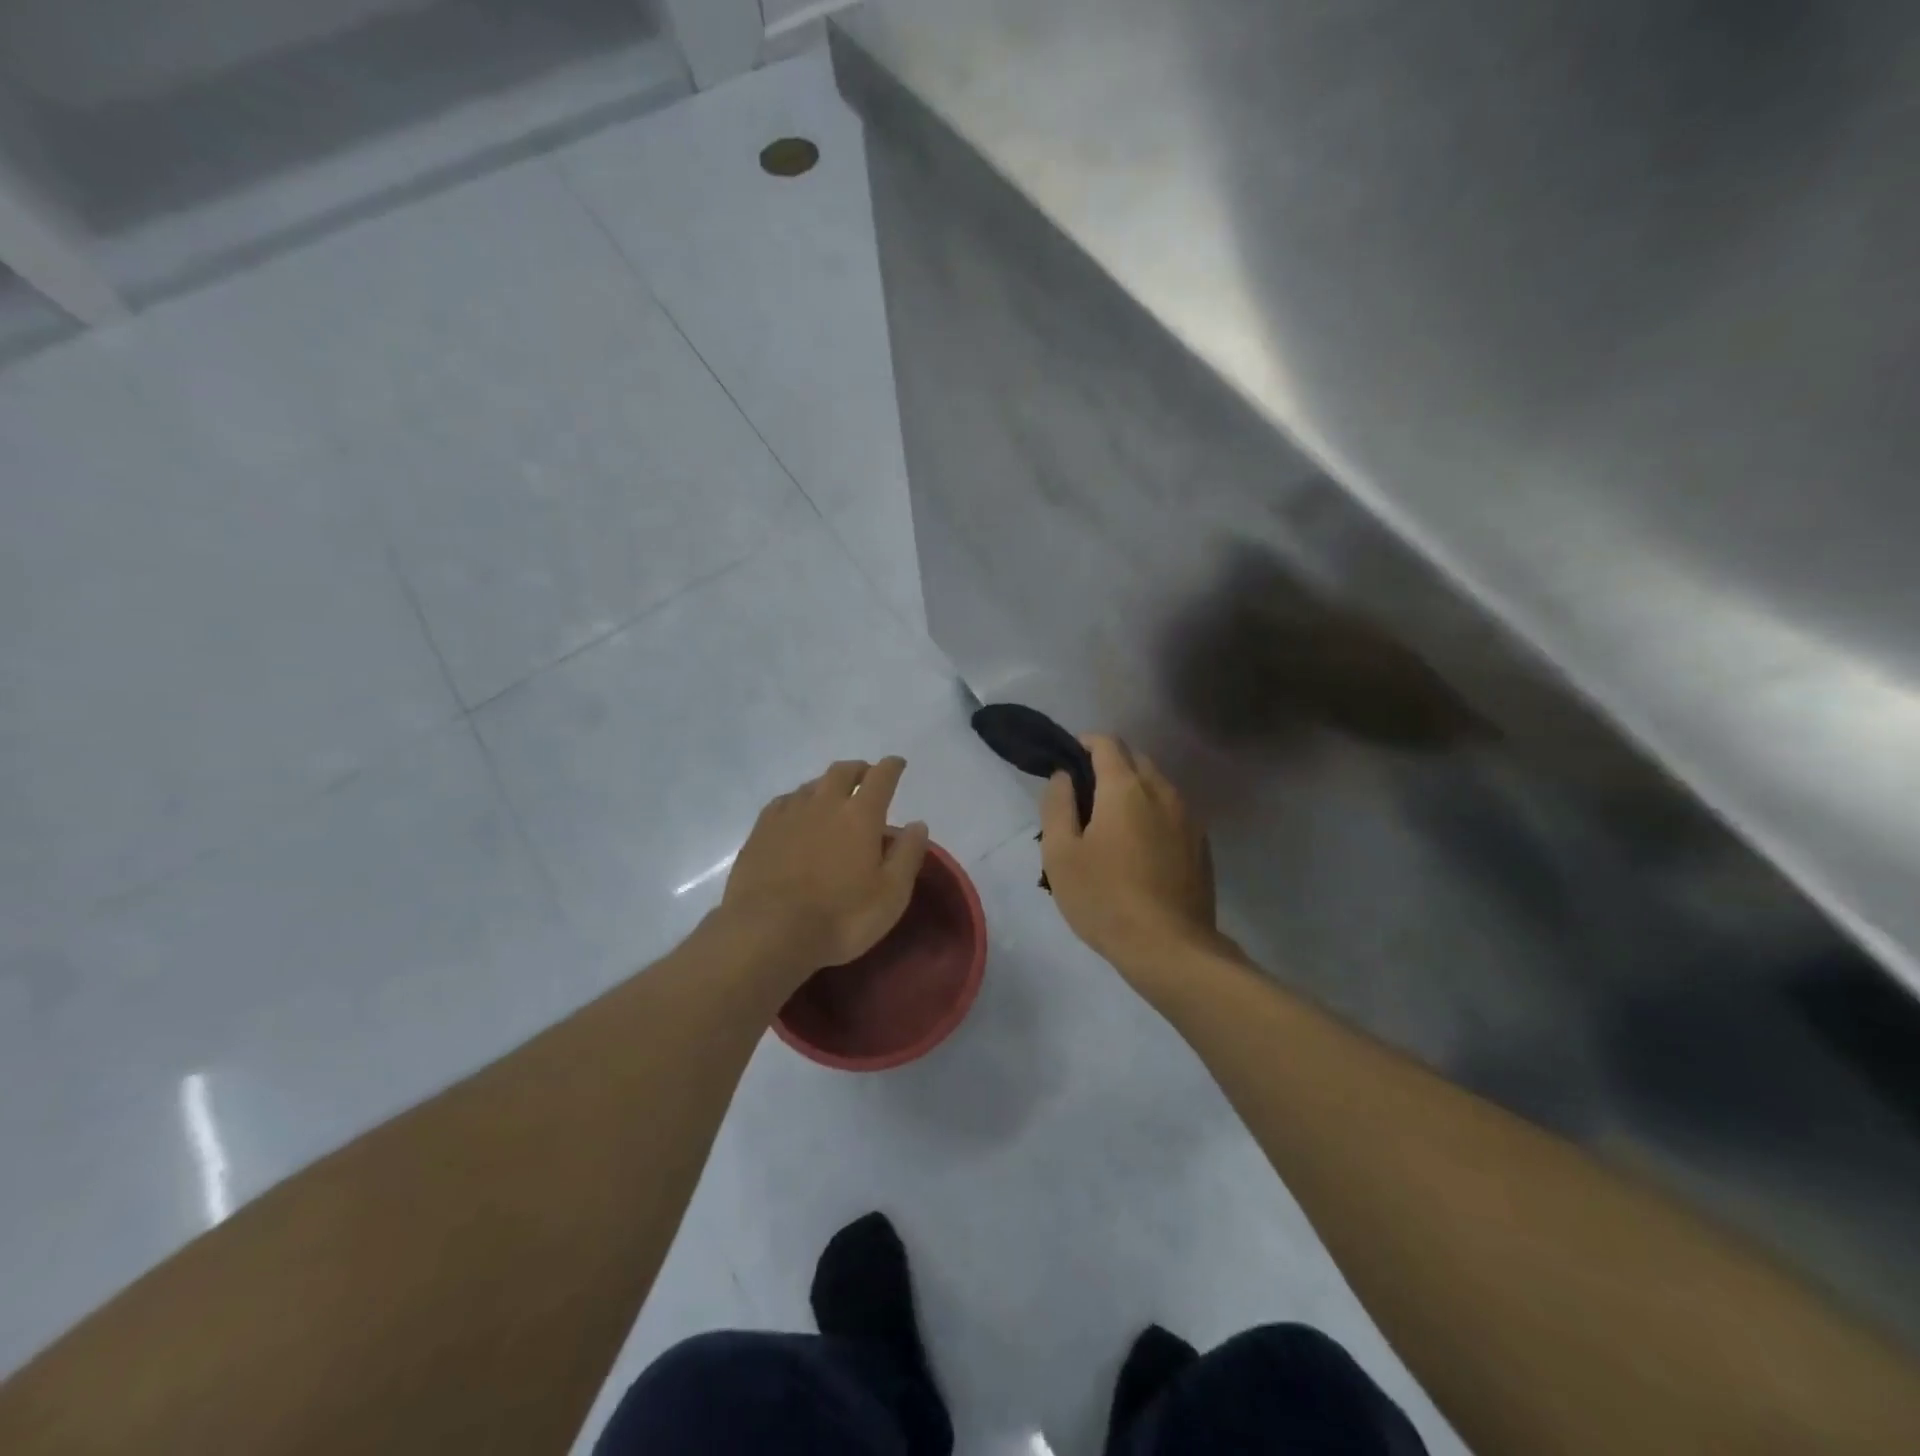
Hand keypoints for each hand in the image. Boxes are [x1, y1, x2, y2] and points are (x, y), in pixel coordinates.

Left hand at [719, 757, 928, 985]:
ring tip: (833, 796)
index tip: (897, 764)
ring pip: (812, 785)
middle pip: (843, 772)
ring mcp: (788, 814)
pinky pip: (784, 802)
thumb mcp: (891, 895)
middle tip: (866, 777)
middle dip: (858, 769)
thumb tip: (917, 824)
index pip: (881, 777)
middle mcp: (824, 803)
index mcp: (861, 815)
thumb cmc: (840, 917)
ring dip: (827, 784)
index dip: (891, 767)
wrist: (768, 932)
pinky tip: (796, 812)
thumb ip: (907, 855)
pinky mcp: (761, 831)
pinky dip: (798, 800)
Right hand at [1041, 736, 1219, 976]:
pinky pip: (1172, 812)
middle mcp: (1162, 791)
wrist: (1170, 948)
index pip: (1107, 743)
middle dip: (1108, 765)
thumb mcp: (1060, 854)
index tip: (1067, 761)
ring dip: (1132, 790)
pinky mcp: (1201, 844)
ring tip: (1110, 824)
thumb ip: (1057, 805)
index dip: (1083, 743)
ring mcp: (1188, 817)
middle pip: (1134, 759)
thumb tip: (1063, 776)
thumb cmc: (1105, 898)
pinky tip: (1139, 848)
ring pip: (1156, 785)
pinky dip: (1152, 813)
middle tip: (1084, 797)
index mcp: (1126, 787)